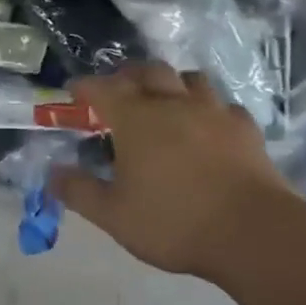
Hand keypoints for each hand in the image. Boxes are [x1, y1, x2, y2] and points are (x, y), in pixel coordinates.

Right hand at [51, 62, 296, 279]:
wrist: (252, 232)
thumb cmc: (174, 222)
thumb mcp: (114, 215)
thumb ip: (80, 191)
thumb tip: (53, 174)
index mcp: (136, 119)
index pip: (103, 88)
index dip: (85, 86)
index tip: (75, 92)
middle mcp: (173, 103)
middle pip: (148, 72)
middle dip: (129, 75)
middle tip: (120, 90)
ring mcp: (214, 112)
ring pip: (190, 80)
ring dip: (172, 84)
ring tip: (166, 100)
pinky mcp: (245, 128)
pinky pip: (224, 106)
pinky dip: (210, 110)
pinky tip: (210, 126)